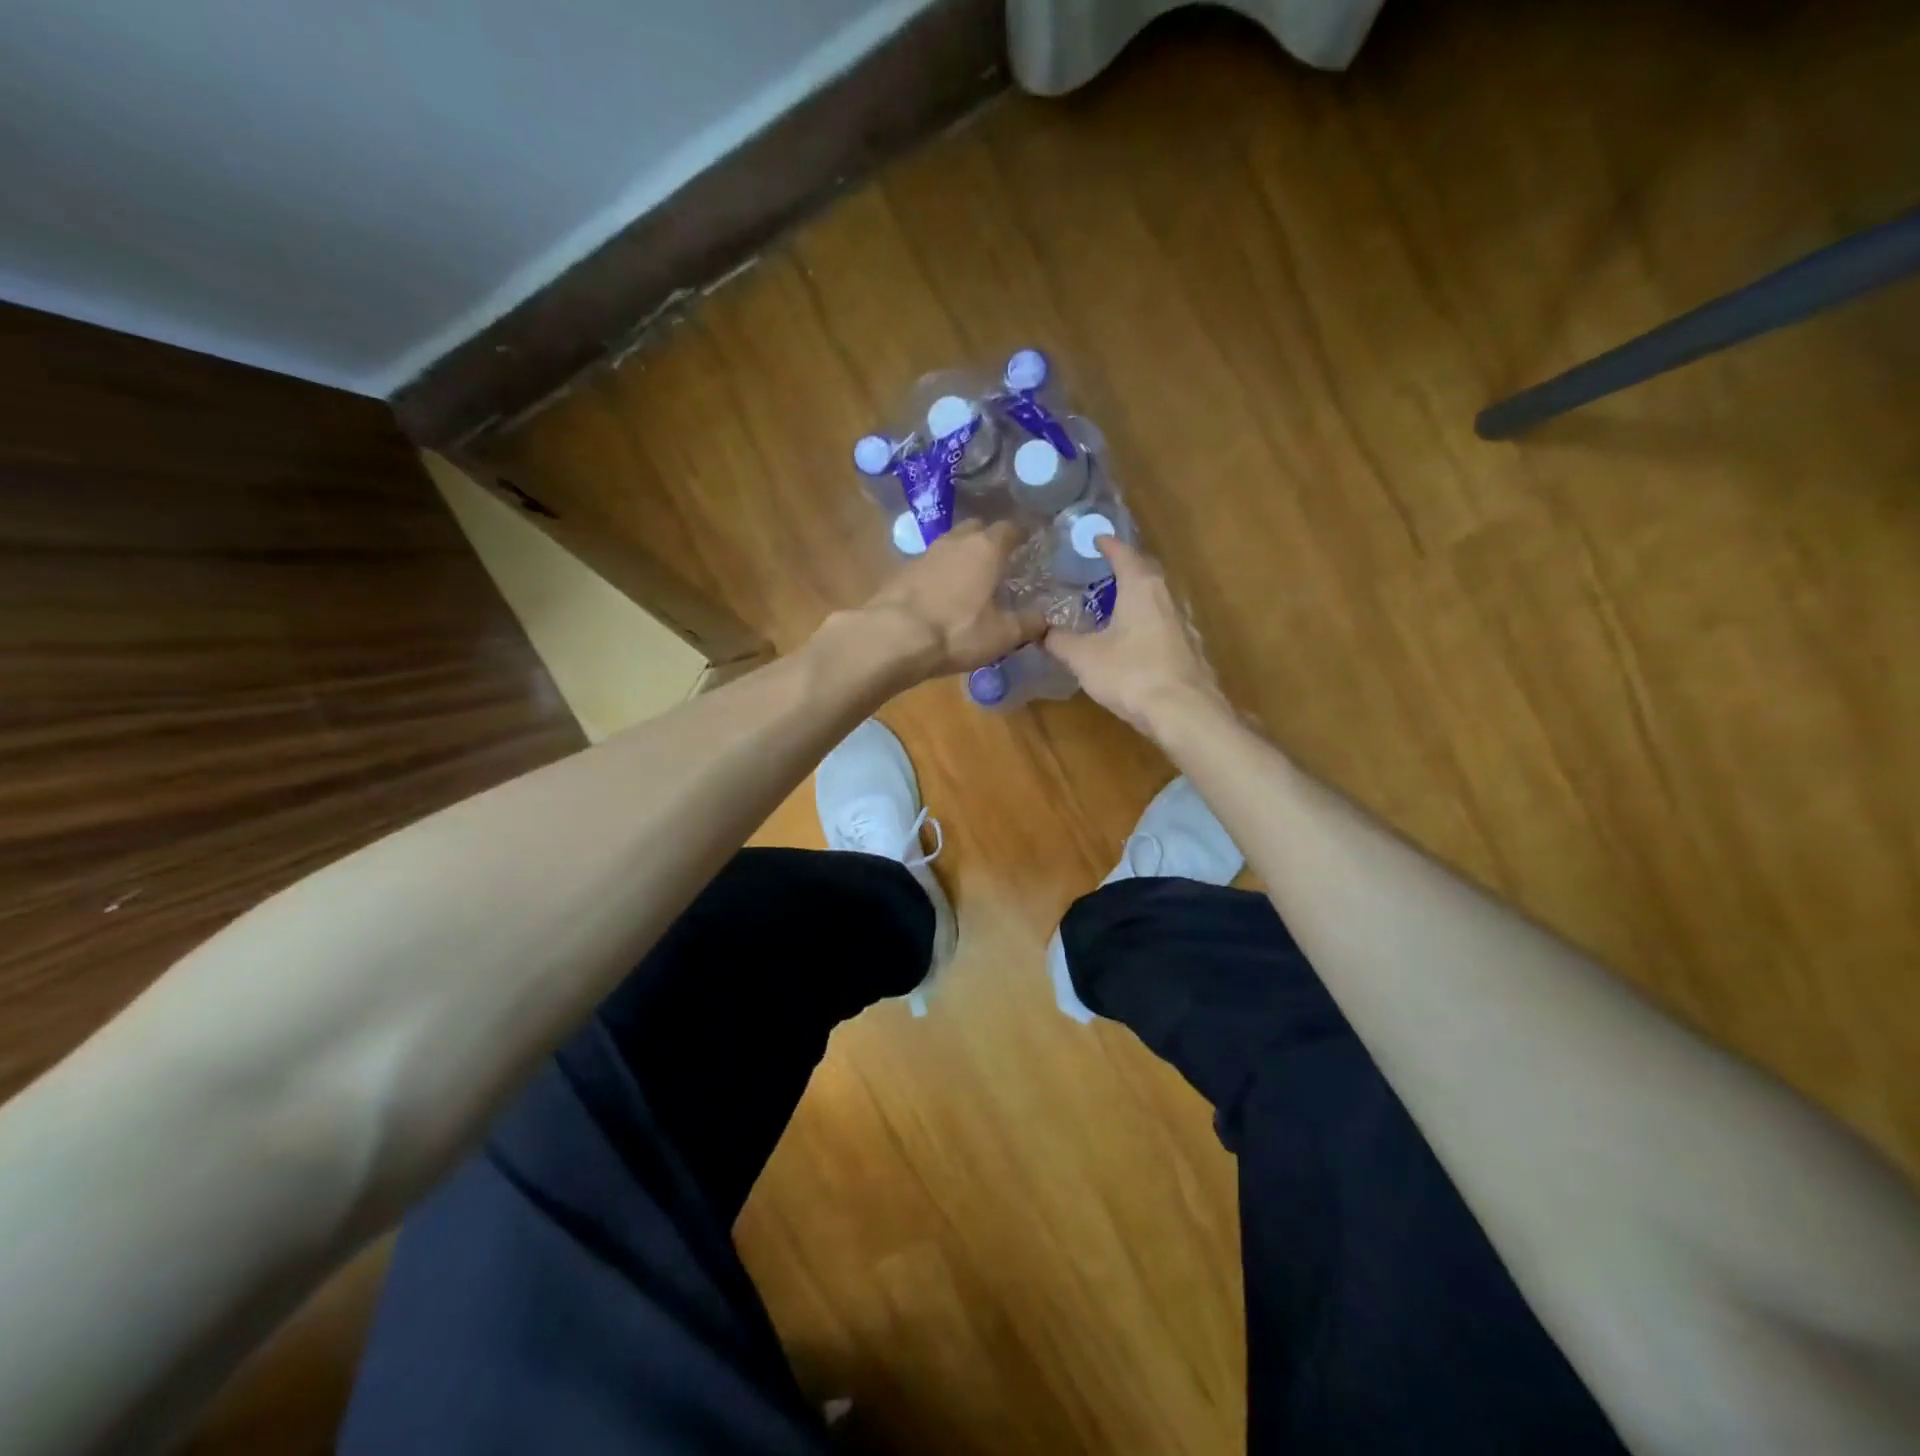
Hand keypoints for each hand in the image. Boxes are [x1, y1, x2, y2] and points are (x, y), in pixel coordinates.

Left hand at [856, 520, 1044, 681]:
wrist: (892, 637)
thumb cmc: (957, 631)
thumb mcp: (1002, 635)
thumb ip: (1028, 624)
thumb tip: (1044, 619)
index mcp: (985, 549)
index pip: (1010, 529)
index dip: (1021, 534)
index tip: (1029, 543)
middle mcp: (955, 541)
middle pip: (976, 529)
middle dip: (988, 540)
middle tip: (999, 560)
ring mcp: (924, 554)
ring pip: (950, 545)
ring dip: (961, 557)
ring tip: (970, 578)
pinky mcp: (901, 572)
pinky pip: (929, 565)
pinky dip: (939, 574)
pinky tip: (941, 594)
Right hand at [1044, 537, 1225, 736]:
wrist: (1183, 712)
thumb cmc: (1130, 673)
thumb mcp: (1083, 657)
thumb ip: (1060, 641)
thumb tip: (1042, 632)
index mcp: (1141, 587)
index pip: (1123, 554)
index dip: (1107, 545)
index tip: (1095, 539)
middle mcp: (1167, 596)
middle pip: (1146, 572)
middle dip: (1125, 568)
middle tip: (1103, 570)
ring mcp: (1184, 622)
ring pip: (1158, 599)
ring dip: (1138, 597)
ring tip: (1116, 604)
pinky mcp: (1191, 648)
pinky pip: (1165, 623)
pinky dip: (1148, 622)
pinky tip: (1136, 639)